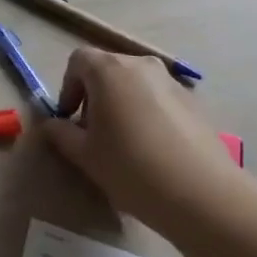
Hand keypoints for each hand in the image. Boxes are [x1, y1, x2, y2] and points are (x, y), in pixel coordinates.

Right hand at [42, 49, 243, 230]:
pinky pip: (158, 98)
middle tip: (93, 131)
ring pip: (134, 83)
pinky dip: (147, 112)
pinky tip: (153, 148)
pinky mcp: (193, 102)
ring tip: (124, 141)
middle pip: (108, 68)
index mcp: (108, 70)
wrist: (203, 195)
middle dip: (94, 94)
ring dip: (121, 102)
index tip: (69, 118)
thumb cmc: (132, 168)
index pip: (78, 61)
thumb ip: (61, 133)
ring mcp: (171, 81)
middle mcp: (140, 65)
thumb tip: (52, 124)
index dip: (68, 87)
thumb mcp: (85, 155)